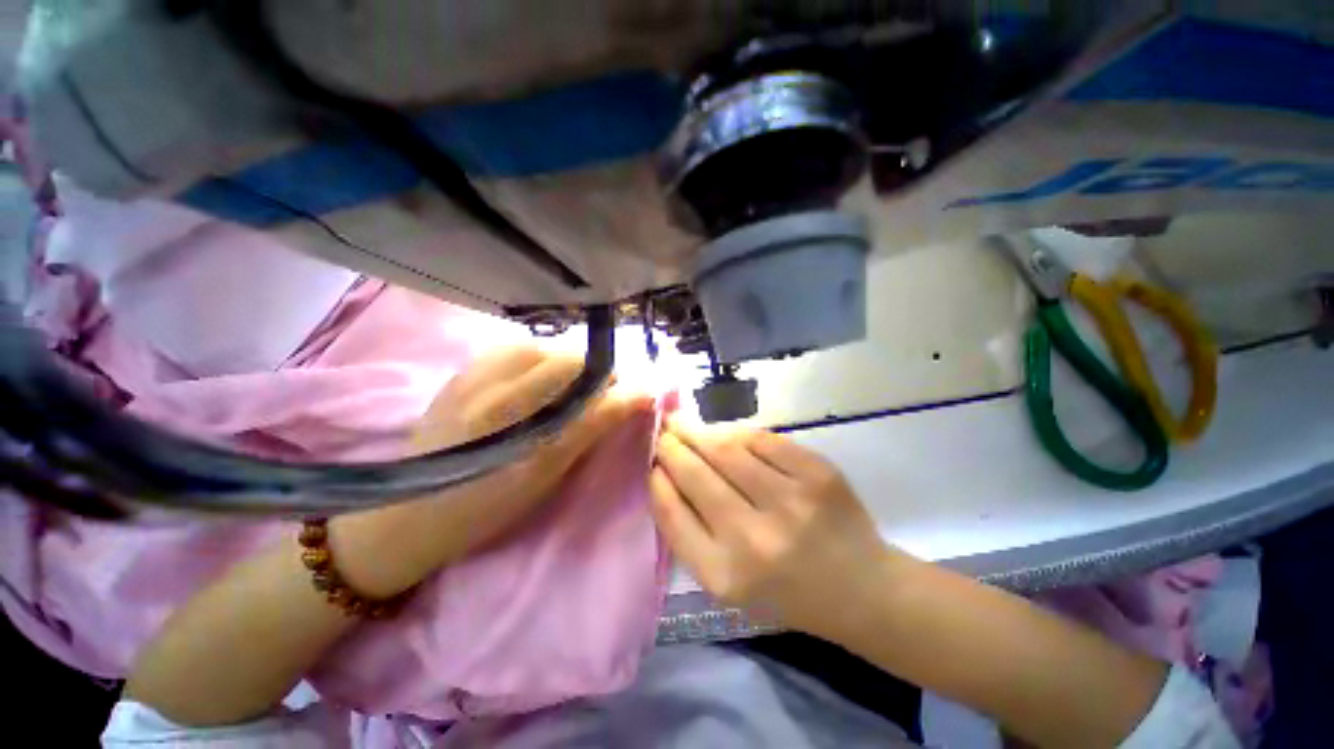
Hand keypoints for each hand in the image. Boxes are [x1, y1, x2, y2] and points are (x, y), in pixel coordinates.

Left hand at [335, 347, 651, 596]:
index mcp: (513, 425)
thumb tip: (636, 398)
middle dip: (593, 371)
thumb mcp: (544, 477)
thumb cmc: (482, 510)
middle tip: (601, 394)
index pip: (582, 383)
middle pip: (562, 357)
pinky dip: (536, 360)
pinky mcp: (459, 373)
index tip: (629, 396)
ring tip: (570, 387)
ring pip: (538, 348)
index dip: (614, 385)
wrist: (404, 516)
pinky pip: (510, 350)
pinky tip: (537, 380)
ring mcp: (470, 377)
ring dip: (565, 363)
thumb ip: (590, 431)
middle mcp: (490, 391)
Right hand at [651, 420, 902, 638]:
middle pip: (696, 474)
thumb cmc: (785, 591)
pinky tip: (725, 433)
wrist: (861, 589)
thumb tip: (664, 474)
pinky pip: (762, 439)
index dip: (657, 479)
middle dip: (671, 446)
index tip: (652, 462)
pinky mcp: (818, 474)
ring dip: (698, 431)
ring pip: (726, 449)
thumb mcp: (726, 582)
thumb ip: (689, 532)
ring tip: (683, 423)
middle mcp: (755, 539)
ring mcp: (791, 502)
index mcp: (725, 575)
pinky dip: (737, 432)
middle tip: (663, 430)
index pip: (671, 512)